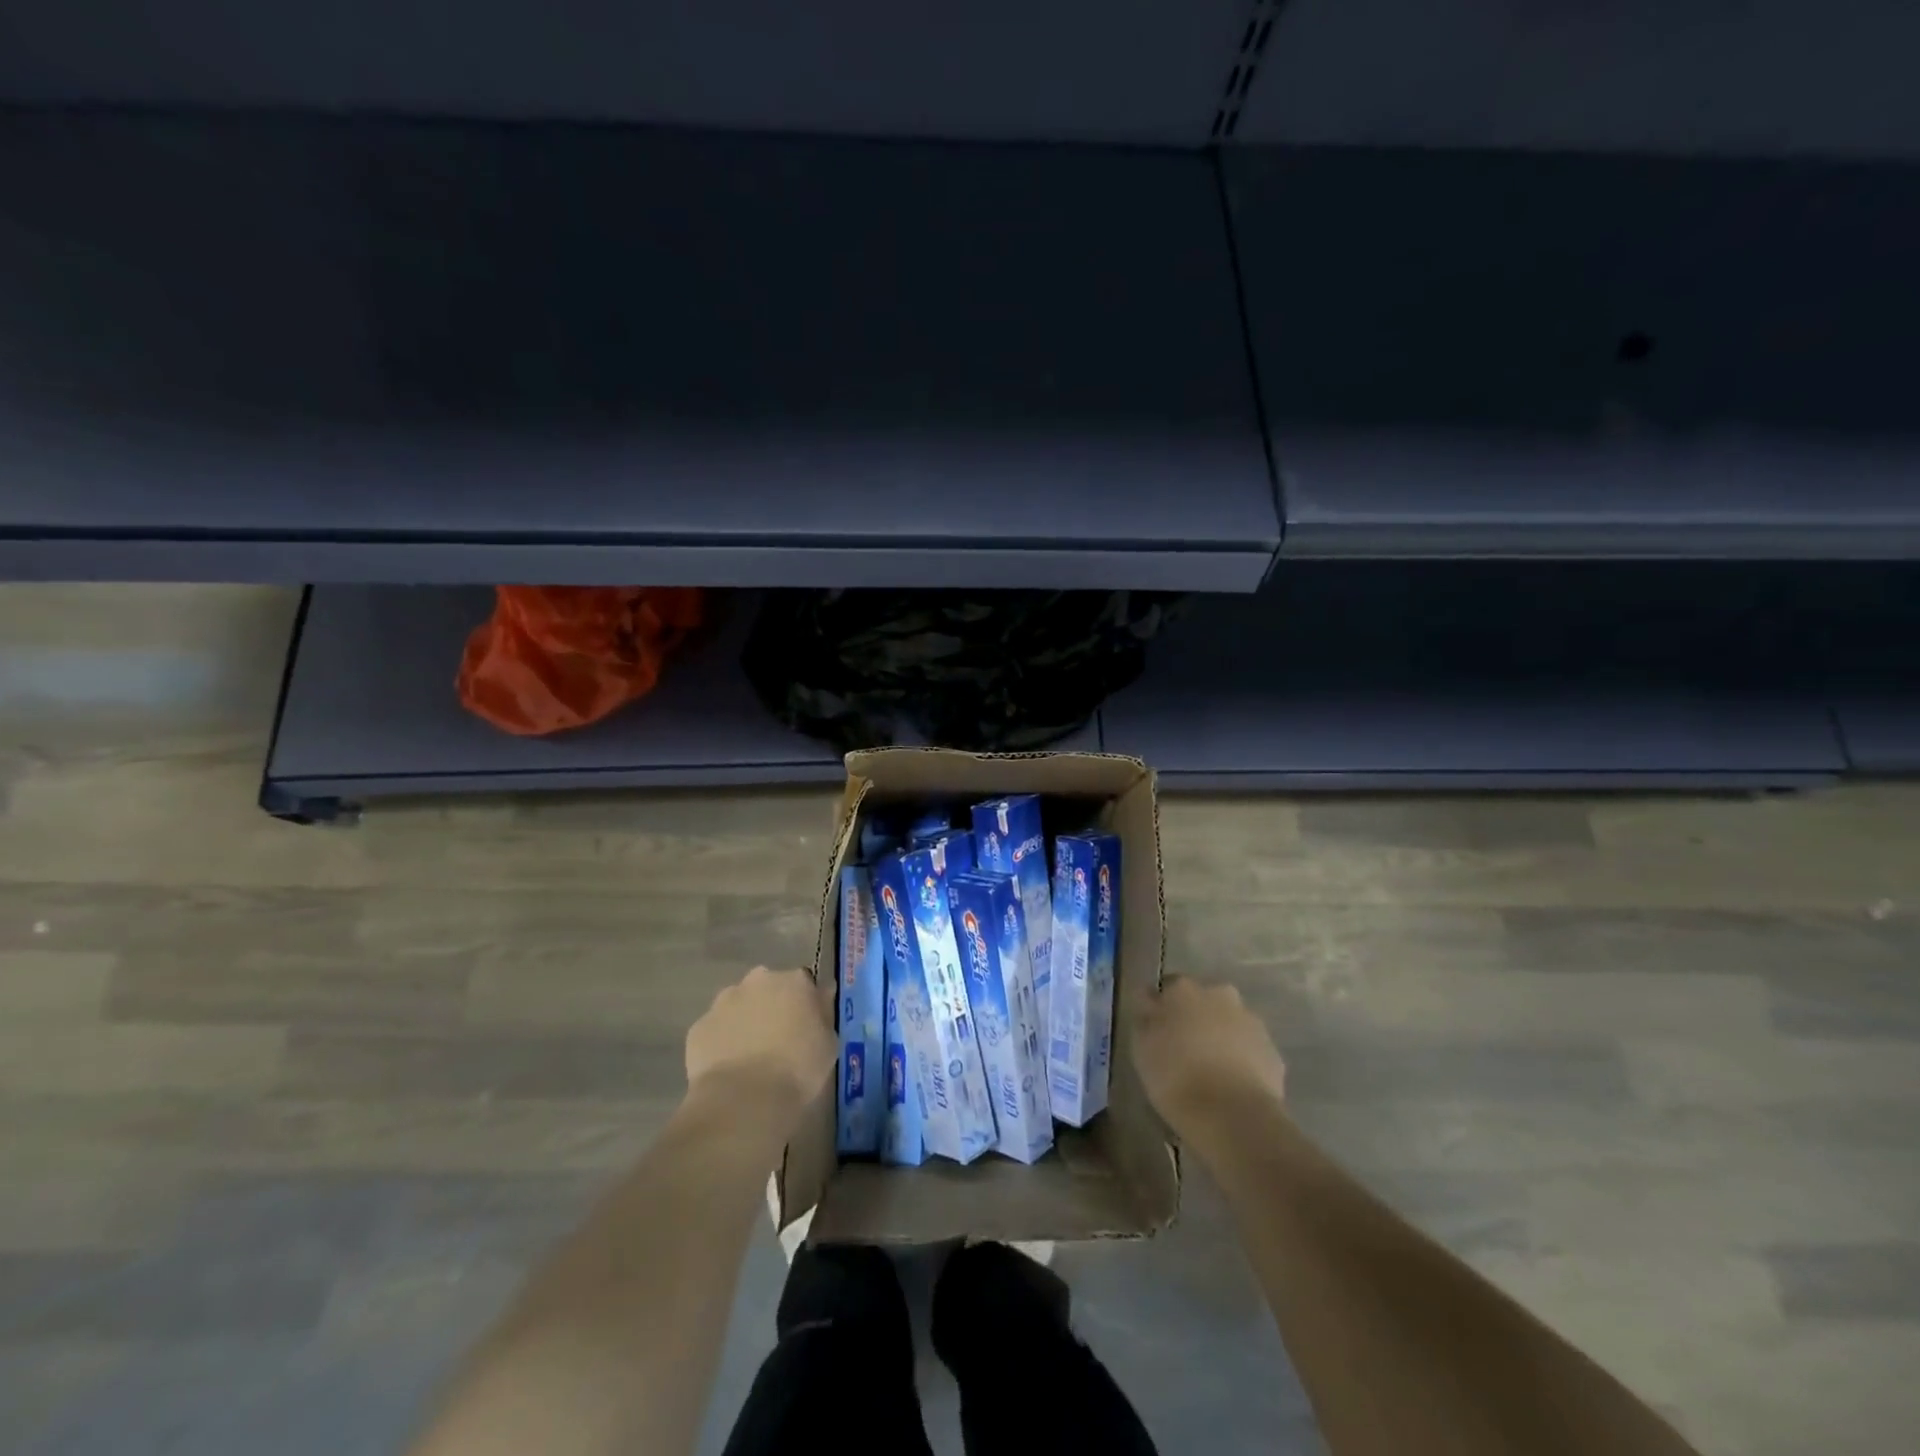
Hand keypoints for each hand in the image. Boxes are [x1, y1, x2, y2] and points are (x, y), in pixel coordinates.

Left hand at [685, 966, 835, 1110]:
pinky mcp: (699, 1027)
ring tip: (750, 1057)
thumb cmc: (797, 1070)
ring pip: (738, 1006)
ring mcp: (724, 1002)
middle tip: (778, 1039)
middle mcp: (758, 980)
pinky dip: (722, 1043)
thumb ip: (823, 1013)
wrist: (743, 1100)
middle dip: (772, 1006)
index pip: (804, 982)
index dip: (805, 1003)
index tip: (806, 1025)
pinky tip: (729, 1069)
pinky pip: (715, 1030)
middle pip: (768, 988)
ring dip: (745, 1021)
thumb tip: (821, 995)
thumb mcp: (829, 1043)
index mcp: (794, 981)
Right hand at [1132, 975, 1286, 1134]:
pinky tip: (1230, 1086)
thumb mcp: (1142, 1048)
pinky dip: (1240, 1061)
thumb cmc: (1176, 1077)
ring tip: (1209, 1072)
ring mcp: (1251, 1022)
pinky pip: (1249, 1050)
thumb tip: (1150, 1002)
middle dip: (1195, 1018)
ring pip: (1229, 1024)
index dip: (1161, 1008)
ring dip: (1220, 1038)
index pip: (1168, 987)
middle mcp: (1220, 995)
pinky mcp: (1272, 1052)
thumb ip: (1146, 1019)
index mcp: (1184, 990)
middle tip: (1183, 1049)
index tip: (1156, 1030)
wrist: (1233, 1115)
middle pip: (1203, 1001)